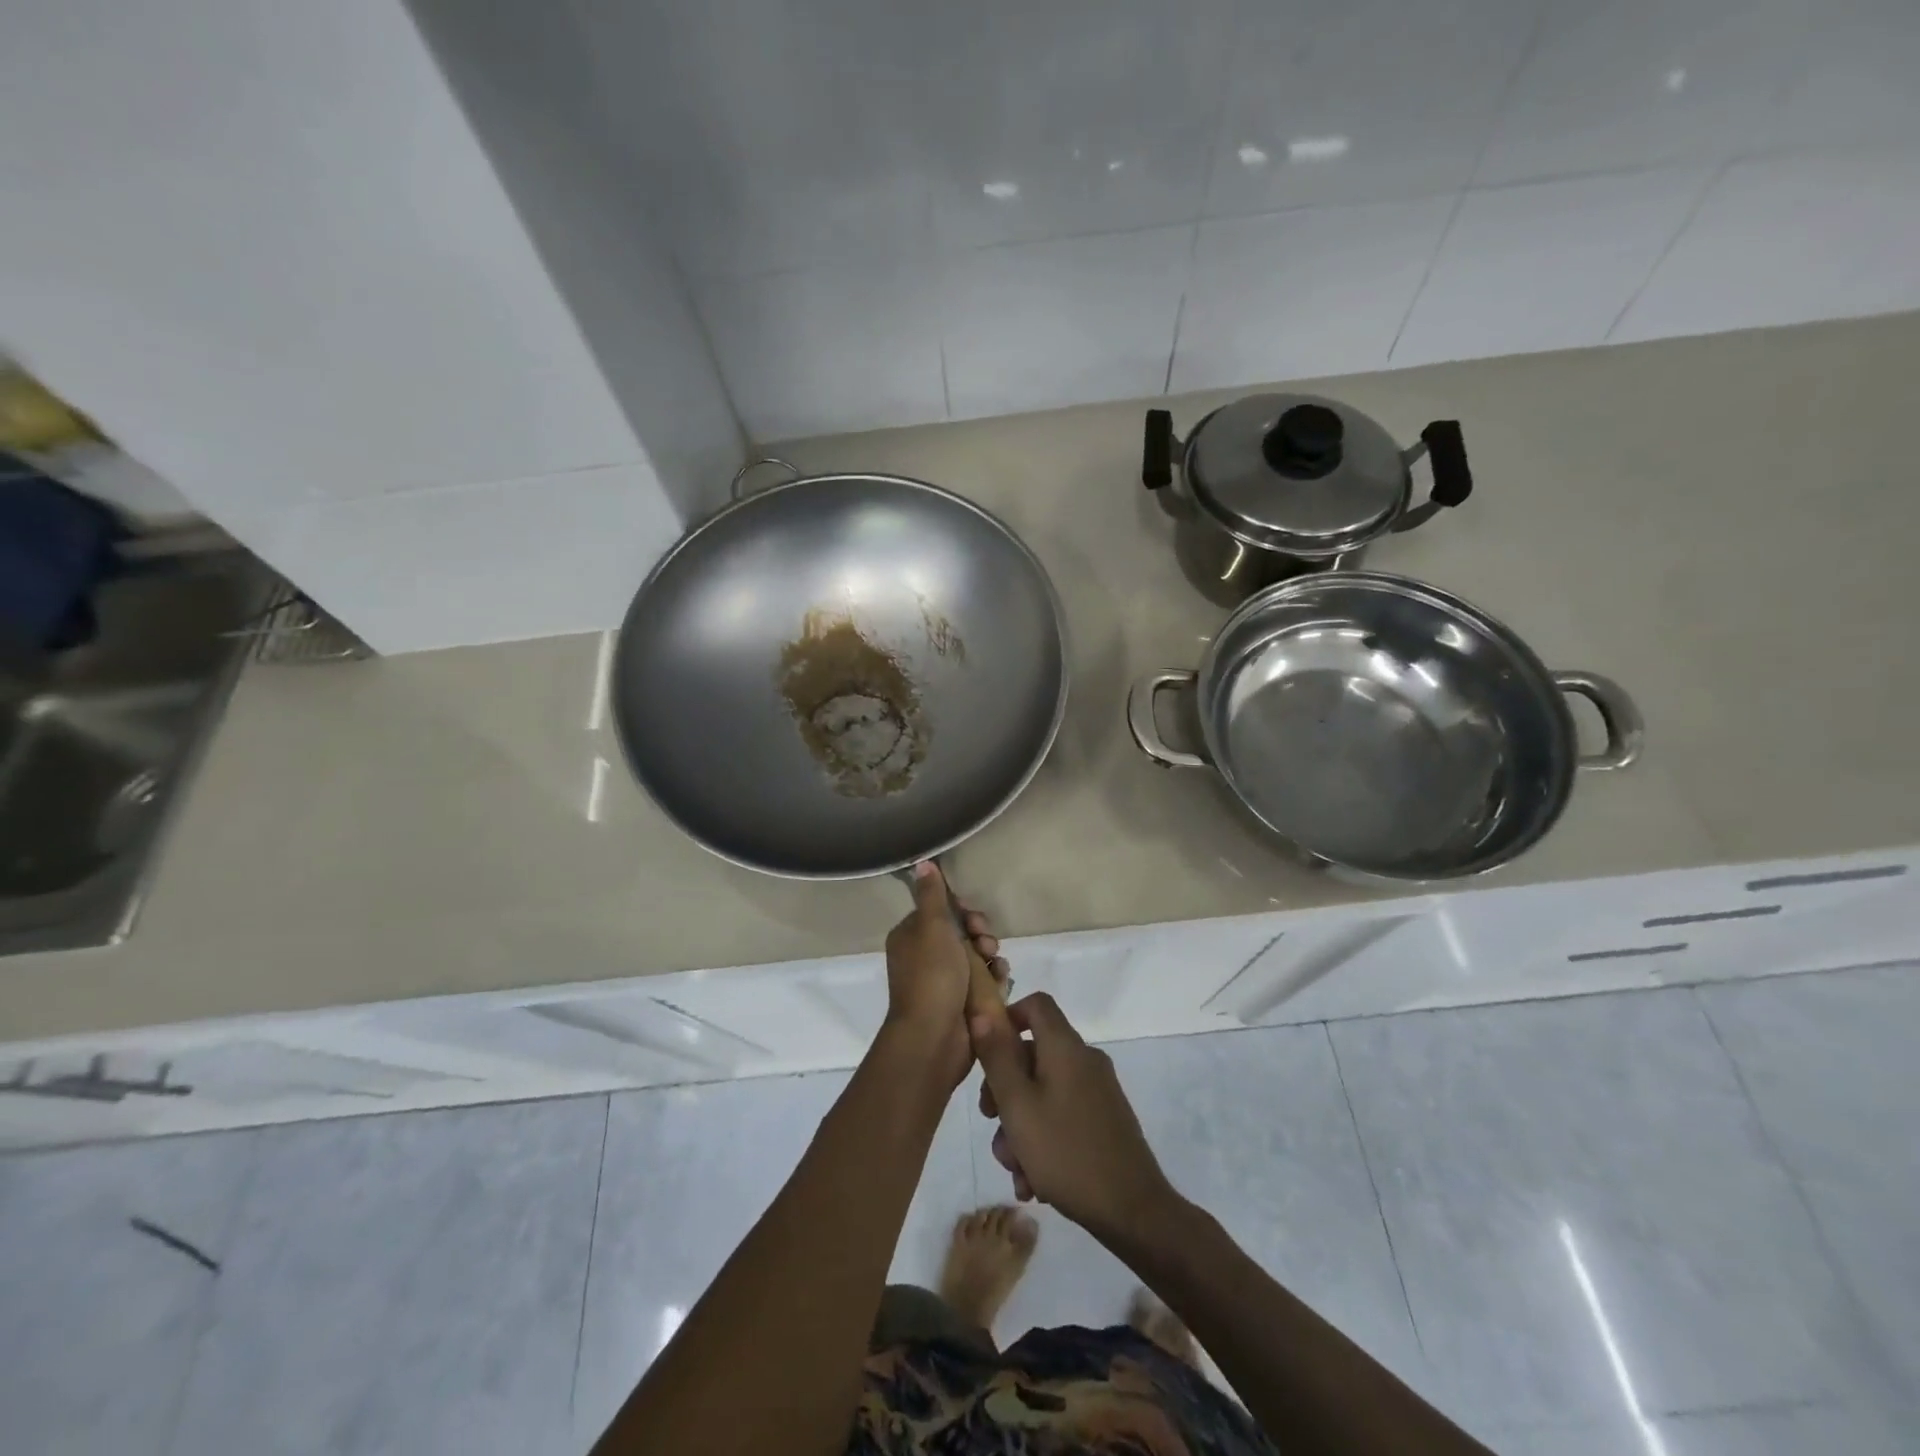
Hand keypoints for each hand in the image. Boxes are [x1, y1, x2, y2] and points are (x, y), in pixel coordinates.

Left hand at [883, 862, 1007, 1088]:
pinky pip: (985, 981)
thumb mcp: (932, 927)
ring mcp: (945, 982)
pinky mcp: (963, 1002)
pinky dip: (995, 978)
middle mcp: (926, 957)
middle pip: (963, 932)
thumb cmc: (931, 976)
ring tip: (996, 964)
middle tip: (986, 942)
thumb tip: (922, 863)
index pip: (941, 911)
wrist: (935, 1037)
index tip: (973, 916)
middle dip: (980, 934)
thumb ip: (931, 895)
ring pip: (977, 956)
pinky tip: (1002, 980)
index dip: (961, 910)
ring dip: (991, 956)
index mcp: (912, 937)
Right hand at [971, 993, 1177, 1243]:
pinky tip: (1034, 1182)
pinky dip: (1044, 1140)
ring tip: (1015, 1170)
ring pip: (1044, 1093)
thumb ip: (997, 1057)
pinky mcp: (1105, 1120)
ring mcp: (1098, 1091)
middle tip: (990, 1123)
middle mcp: (1085, 1060)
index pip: (1036, 1004)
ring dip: (1021, 1126)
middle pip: (1034, 1055)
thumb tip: (983, 1012)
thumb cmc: (1066, 1151)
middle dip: (1005, 1089)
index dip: (1007, 1018)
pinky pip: (1063, 1116)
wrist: (1133, 1211)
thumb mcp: (1018, 1105)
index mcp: (1066, 1047)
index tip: (987, 1053)